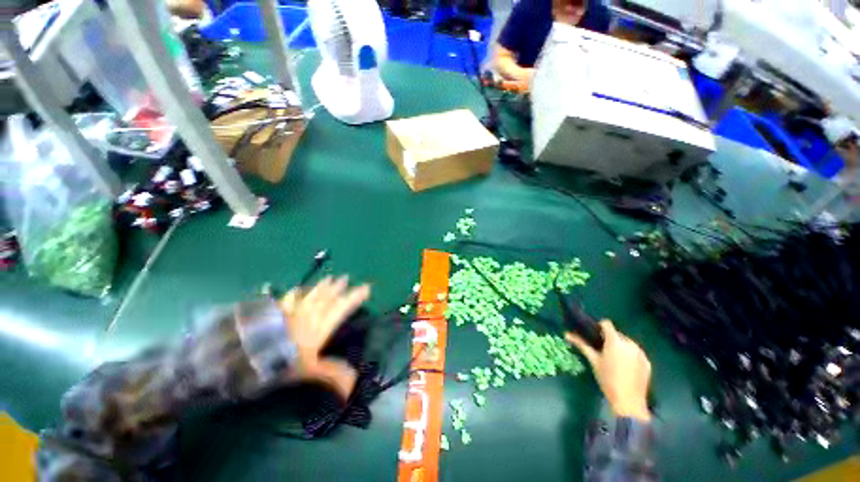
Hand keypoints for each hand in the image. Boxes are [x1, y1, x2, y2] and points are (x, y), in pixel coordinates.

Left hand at [279, 276, 370, 399]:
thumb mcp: (309, 371)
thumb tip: (353, 386)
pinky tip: (296, 289)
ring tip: (329, 278)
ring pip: (312, 294)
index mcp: (321, 326)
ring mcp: (292, 311)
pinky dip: (295, 293)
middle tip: (346, 278)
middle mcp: (310, 314)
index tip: (367, 288)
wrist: (247, 355)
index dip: (355, 297)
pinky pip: (289, 298)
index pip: (343, 307)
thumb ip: (332, 373)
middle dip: (338, 287)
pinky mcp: (277, 312)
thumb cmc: (282, 363)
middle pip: (327, 297)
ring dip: (322, 286)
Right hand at [567, 321, 651, 421]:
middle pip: (617, 334)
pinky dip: (630, 356)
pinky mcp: (647, 362)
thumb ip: (581, 345)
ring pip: (627, 343)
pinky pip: (636, 353)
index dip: (599, 327)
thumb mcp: (593, 361)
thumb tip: (566, 334)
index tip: (594, 335)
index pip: (607, 324)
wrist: (629, 401)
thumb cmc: (607, 379)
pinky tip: (625, 368)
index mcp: (615, 341)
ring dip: (620, 347)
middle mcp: (630, 343)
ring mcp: (640, 353)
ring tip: (614, 360)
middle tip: (602, 351)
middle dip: (610, 339)